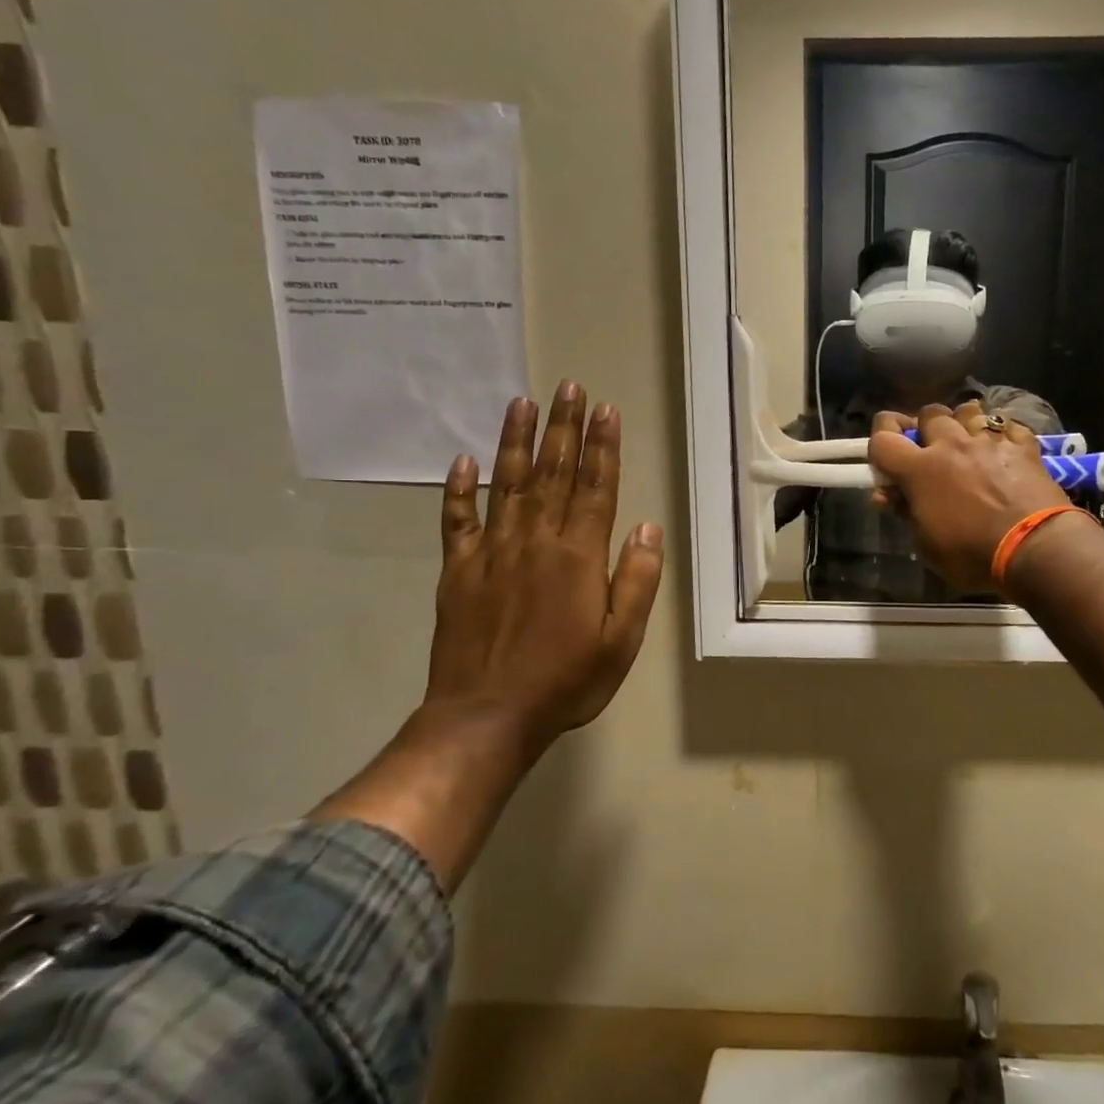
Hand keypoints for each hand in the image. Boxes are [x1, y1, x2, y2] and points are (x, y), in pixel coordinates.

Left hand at [423, 383, 663, 759]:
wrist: (486, 717)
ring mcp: (491, 553)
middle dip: (563, 428)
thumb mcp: (622, 639)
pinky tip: (461, 461)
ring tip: (522, 403)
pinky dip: (458, 490)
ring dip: (515, 442)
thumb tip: (646, 526)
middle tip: (567, 386)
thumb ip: (636, 579)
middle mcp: (535, 542)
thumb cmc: (566, 680)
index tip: (604, 409)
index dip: (602, 446)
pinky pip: (457, 522)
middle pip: (552, 473)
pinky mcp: (457, 572)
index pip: (595, 488)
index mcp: (578, 557)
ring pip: (506, 484)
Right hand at [867, 402, 1069, 592]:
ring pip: (968, 410)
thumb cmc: (973, 555)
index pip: (883, 437)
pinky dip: (1000, 434)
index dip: (879, 440)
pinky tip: (1002, 449)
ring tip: (968, 443)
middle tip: (930, 450)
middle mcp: (952, 445)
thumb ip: (906, 512)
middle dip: (924, 428)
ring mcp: (990, 441)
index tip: (885, 456)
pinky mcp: (1023, 445)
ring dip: (962, 424)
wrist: (1036, 548)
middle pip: (929, 413)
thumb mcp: (927, 545)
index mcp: (920, 470)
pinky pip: (1006, 425)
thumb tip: (889, 494)